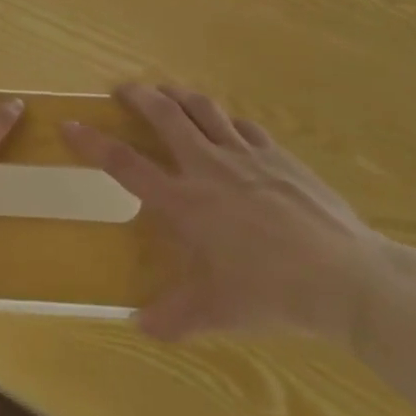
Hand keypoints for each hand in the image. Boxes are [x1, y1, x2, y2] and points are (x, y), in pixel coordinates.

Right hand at [63, 84, 393, 344]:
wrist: (346, 276)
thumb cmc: (273, 294)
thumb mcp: (218, 312)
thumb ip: (175, 317)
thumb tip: (139, 325)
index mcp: (185, 202)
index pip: (126, 165)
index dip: (93, 142)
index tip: (70, 124)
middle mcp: (208, 167)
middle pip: (164, 116)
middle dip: (137, 96)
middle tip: (122, 89)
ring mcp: (245, 155)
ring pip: (203, 108)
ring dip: (178, 95)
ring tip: (166, 92)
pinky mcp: (277, 154)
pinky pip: (243, 125)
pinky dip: (225, 119)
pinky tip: (225, 124)